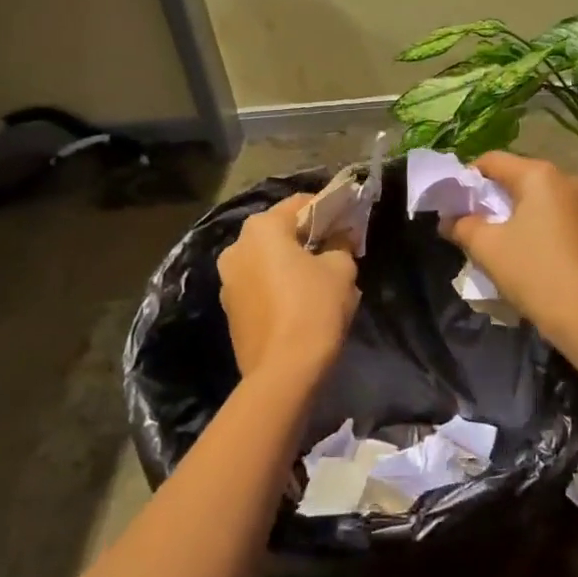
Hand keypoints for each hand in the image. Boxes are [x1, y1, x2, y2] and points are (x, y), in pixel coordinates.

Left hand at [218, 194, 359, 382]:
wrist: (282, 372)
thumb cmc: (314, 308)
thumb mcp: (341, 269)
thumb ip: (341, 245)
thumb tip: (338, 239)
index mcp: (262, 228)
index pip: (301, 204)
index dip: (329, 209)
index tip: (349, 221)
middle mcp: (236, 247)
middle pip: (280, 231)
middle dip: (308, 237)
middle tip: (338, 250)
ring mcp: (228, 280)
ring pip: (268, 260)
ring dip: (292, 263)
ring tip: (321, 279)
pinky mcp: (230, 309)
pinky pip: (260, 284)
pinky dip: (279, 285)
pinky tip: (302, 302)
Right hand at [443, 151, 577, 347]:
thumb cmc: (533, 271)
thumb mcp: (487, 247)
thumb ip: (462, 225)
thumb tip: (448, 220)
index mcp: (539, 174)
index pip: (492, 161)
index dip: (466, 178)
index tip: (451, 203)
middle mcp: (565, 179)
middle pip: (515, 177)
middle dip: (488, 197)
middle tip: (467, 222)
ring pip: (533, 198)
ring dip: (509, 213)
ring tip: (490, 239)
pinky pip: (550, 214)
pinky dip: (530, 224)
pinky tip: (519, 249)